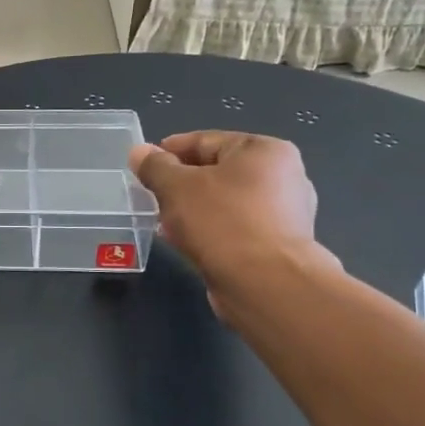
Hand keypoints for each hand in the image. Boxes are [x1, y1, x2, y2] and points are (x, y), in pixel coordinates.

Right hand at [129, 132, 334, 312]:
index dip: (169, 151)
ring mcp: (285, 214)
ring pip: (225, 202)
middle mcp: (284, 177)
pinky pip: (235, 228)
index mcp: (265, 151)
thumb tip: (139, 152)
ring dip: (193, 209)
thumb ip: (154, 167)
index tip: (143, 165)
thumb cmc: (222, 222)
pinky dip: (210, 230)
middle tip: (151, 195)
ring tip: (163, 221)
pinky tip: (186, 241)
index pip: (206, 141)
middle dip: (181, 183)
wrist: (266, 284)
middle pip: (217, 172)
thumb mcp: (176, 187)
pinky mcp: (279, 247)